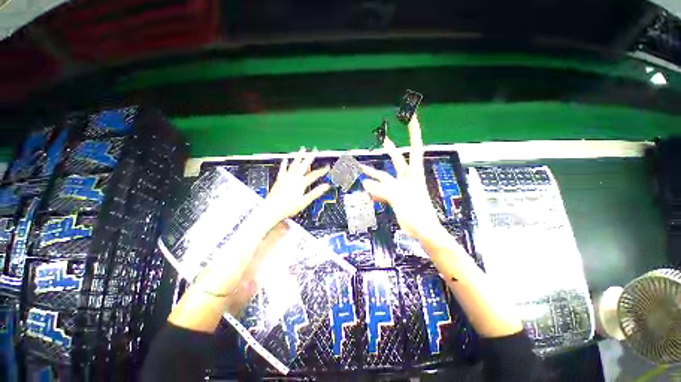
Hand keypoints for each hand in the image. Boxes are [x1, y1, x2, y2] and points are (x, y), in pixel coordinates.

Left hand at [264, 147, 329, 223]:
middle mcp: (293, 178)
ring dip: (298, 156)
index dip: (321, 171)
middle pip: (303, 165)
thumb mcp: (304, 201)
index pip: (314, 175)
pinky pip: (283, 169)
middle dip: (310, 157)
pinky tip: (285, 159)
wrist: (272, 209)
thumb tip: (326, 186)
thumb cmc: (288, 207)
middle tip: (314, 150)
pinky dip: (285, 164)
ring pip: (294, 164)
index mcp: (300, 183)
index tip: (327, 167)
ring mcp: (286, 178)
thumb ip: (315, 193)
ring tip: (302, 149)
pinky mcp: (279, 180)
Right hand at [361, 115, 442, 241]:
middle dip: (391, 149)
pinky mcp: (396, 198)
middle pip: (398, 160)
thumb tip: (366, 183)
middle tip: (384, 138)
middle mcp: (407, 179)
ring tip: (361, 168)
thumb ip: (382, 190)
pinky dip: (375, 189)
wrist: (424, 232)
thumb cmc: (418, 216)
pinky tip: (367, 189)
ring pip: (385, 177)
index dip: (414, 133)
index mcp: (414, 175)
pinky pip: (383, 190)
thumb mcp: (400, 200)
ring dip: (373, 173)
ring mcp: (401, 189)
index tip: (412, 118)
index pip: (415, 148)